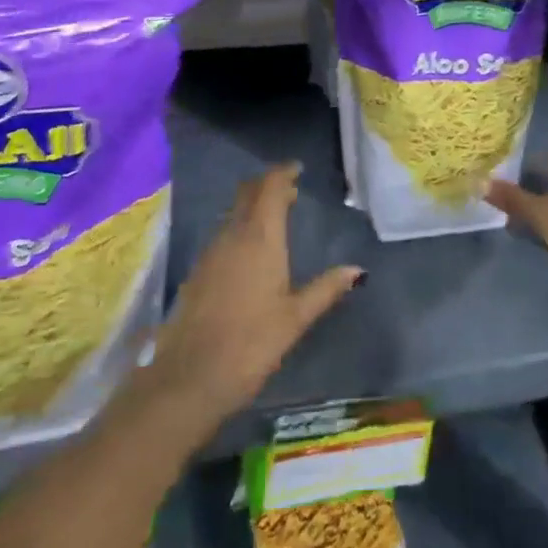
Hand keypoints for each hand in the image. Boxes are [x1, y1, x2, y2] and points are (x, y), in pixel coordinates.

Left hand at [144, 164, 361, 432]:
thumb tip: (357, 269)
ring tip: (274, 215)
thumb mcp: (295, 318)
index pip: (270, 188)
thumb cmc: (251, 344)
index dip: (283, 173)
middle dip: (267, 184)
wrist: (189, 379)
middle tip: (289, 188)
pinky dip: (239, 227)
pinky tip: (248, 249)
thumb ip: (326, 289)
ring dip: (253, 205)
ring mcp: (210, 252)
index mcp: (260, 237)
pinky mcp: (197, 272)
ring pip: (233, 213)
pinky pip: (222, 233)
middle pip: (248, 193)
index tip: (297, 169)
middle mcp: (233, 235)